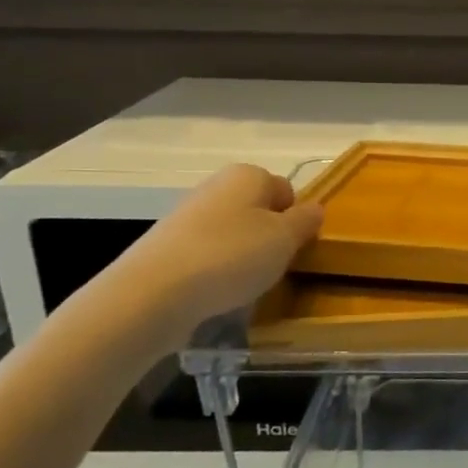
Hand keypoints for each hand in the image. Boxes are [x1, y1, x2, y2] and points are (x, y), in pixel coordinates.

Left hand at [112, 164, 323, 344]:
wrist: (154, 292)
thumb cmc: (232, 256)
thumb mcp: (285, 239)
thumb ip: (306, 221)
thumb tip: (314, 209)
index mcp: (248, 175)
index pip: (287, 191)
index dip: (295, 219)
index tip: (294, 247)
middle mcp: (216, 186)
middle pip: (258, 211)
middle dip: (269, 237)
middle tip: (273, 266)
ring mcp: (188, 215)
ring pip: (233, 234)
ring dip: (244, 256)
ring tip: (244, 284)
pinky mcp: (168, 246)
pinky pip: (208, 254)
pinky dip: (217, 271)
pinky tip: (217, 292)